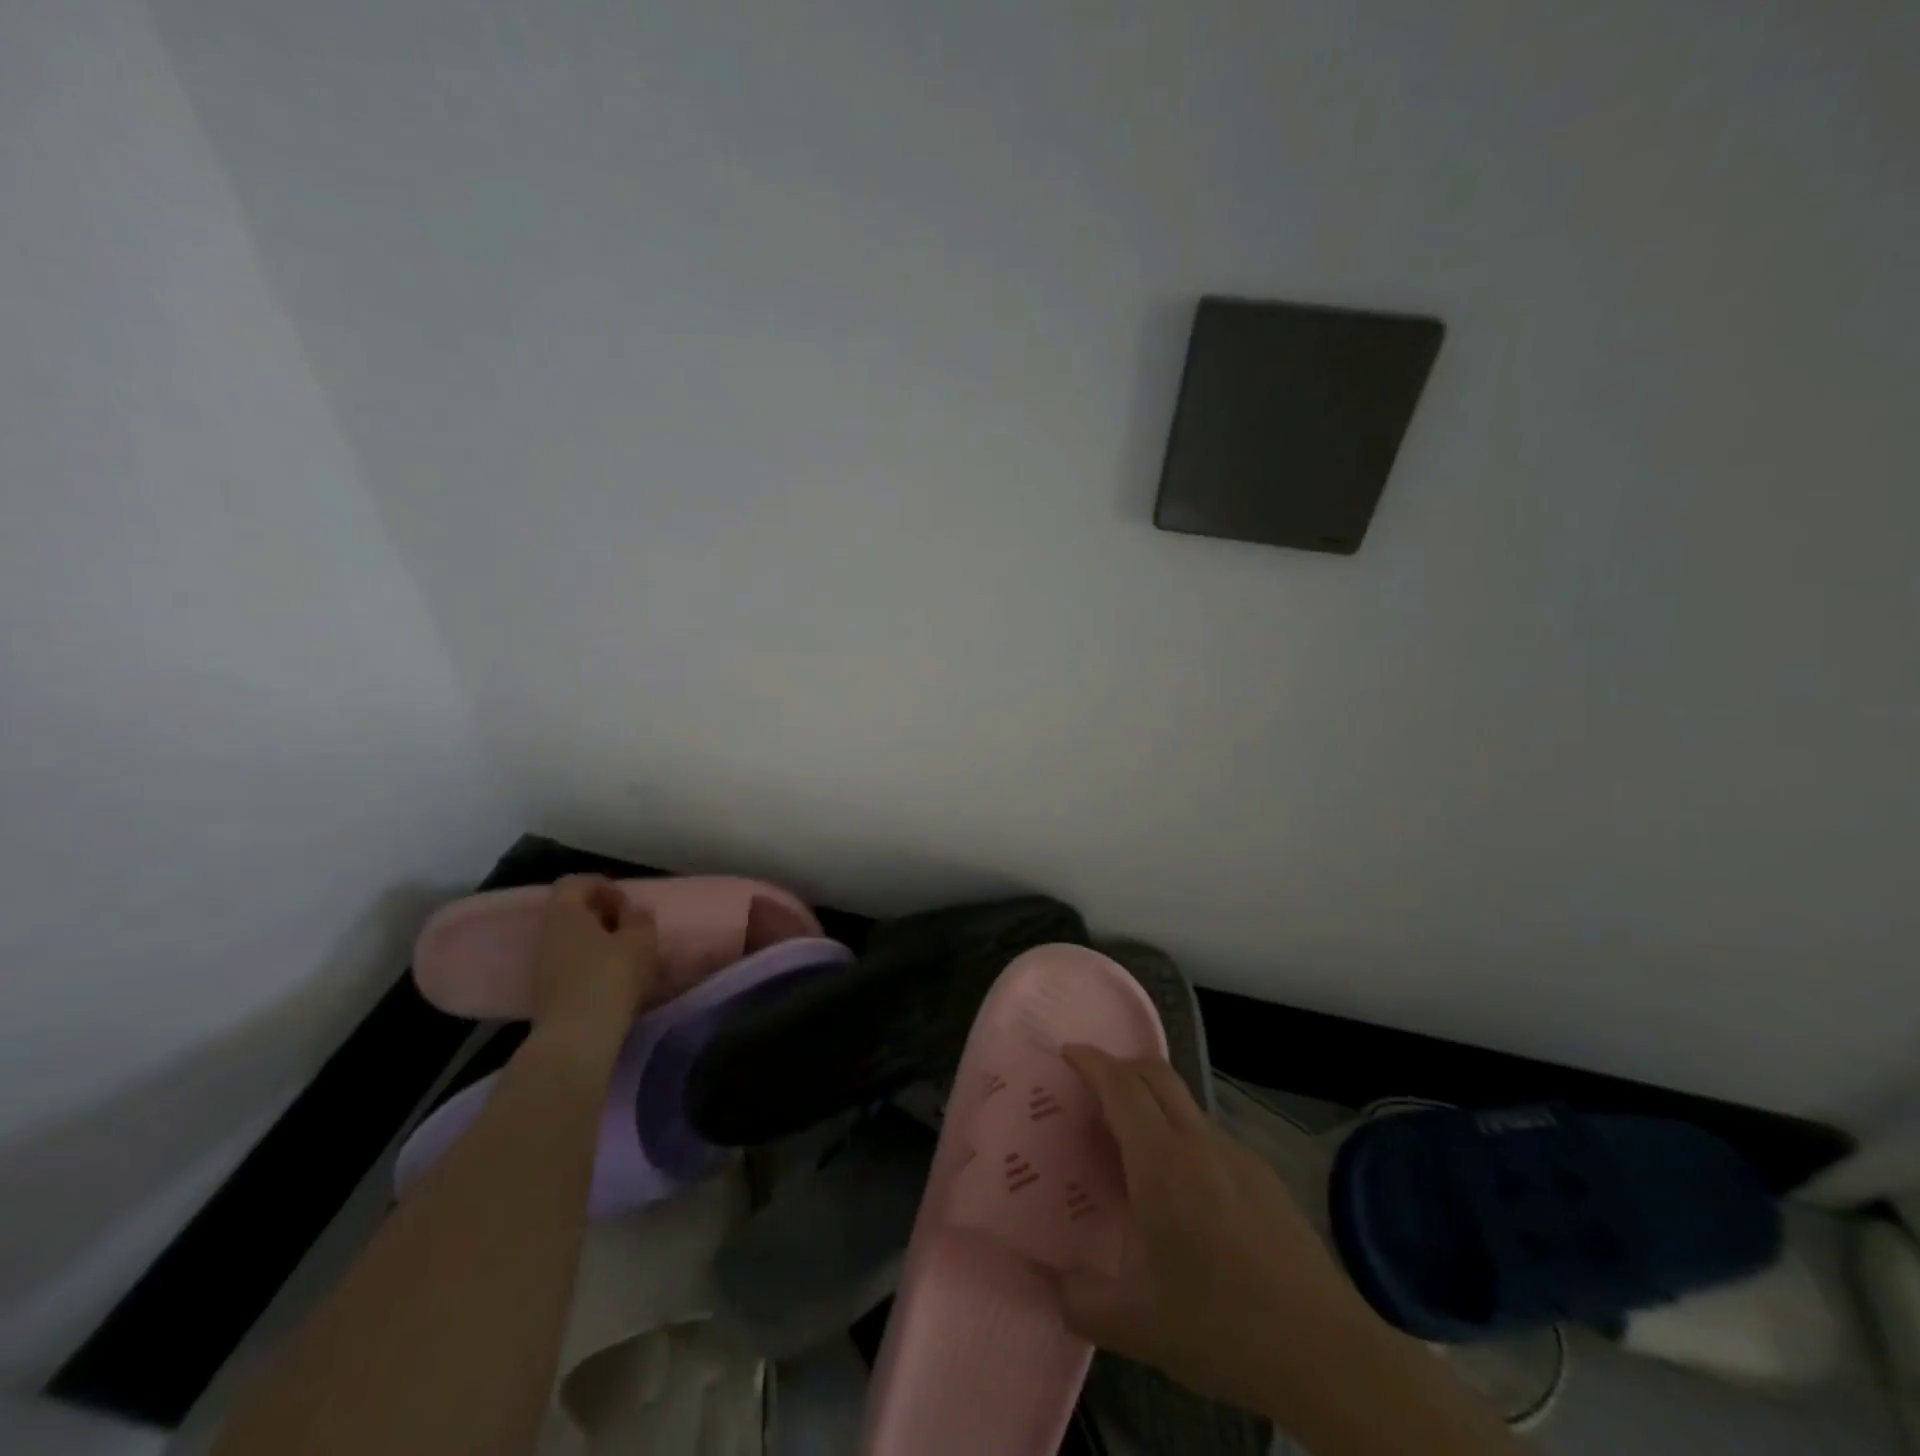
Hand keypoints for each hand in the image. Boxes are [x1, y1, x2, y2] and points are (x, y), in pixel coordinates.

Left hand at [528, 875, 657, 1041]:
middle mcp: (547, 934)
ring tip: (626, 955)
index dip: (602, 885)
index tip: (626, 903)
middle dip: (601, 915)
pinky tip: (613, 979)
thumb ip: (640, 918)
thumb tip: (633, 912)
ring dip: (597, 942)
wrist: (577, 1037)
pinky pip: (569, 964)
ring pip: (570, 940)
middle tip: (629, 927)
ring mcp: (542, 965)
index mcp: (565, 913)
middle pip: (571, 912)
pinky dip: (590, 964)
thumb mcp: (641, 940)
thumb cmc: (611, 976)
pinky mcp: (546, 992)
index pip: (575, 883)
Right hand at [1057, 1046, 1386, 1418]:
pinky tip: (1181, 1188)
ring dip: (1151, 1100)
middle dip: (1119, 1066)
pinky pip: (1208, 1133)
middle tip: (1091, 1089)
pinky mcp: (1262, 1174)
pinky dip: (1180, 1134)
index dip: (1091, 1061)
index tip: (1067, 1054)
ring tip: (1131, 1143)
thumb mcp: (1135, 1326)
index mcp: (1161, 1162)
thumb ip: (1078, 1300)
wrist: (1324, 1352)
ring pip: (1183, 1101)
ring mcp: (1236, 1154)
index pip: (1121, 1085)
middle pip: (1155, 1072)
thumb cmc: (1220, 1327)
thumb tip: (1046, 1284)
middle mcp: (1198, 1141)